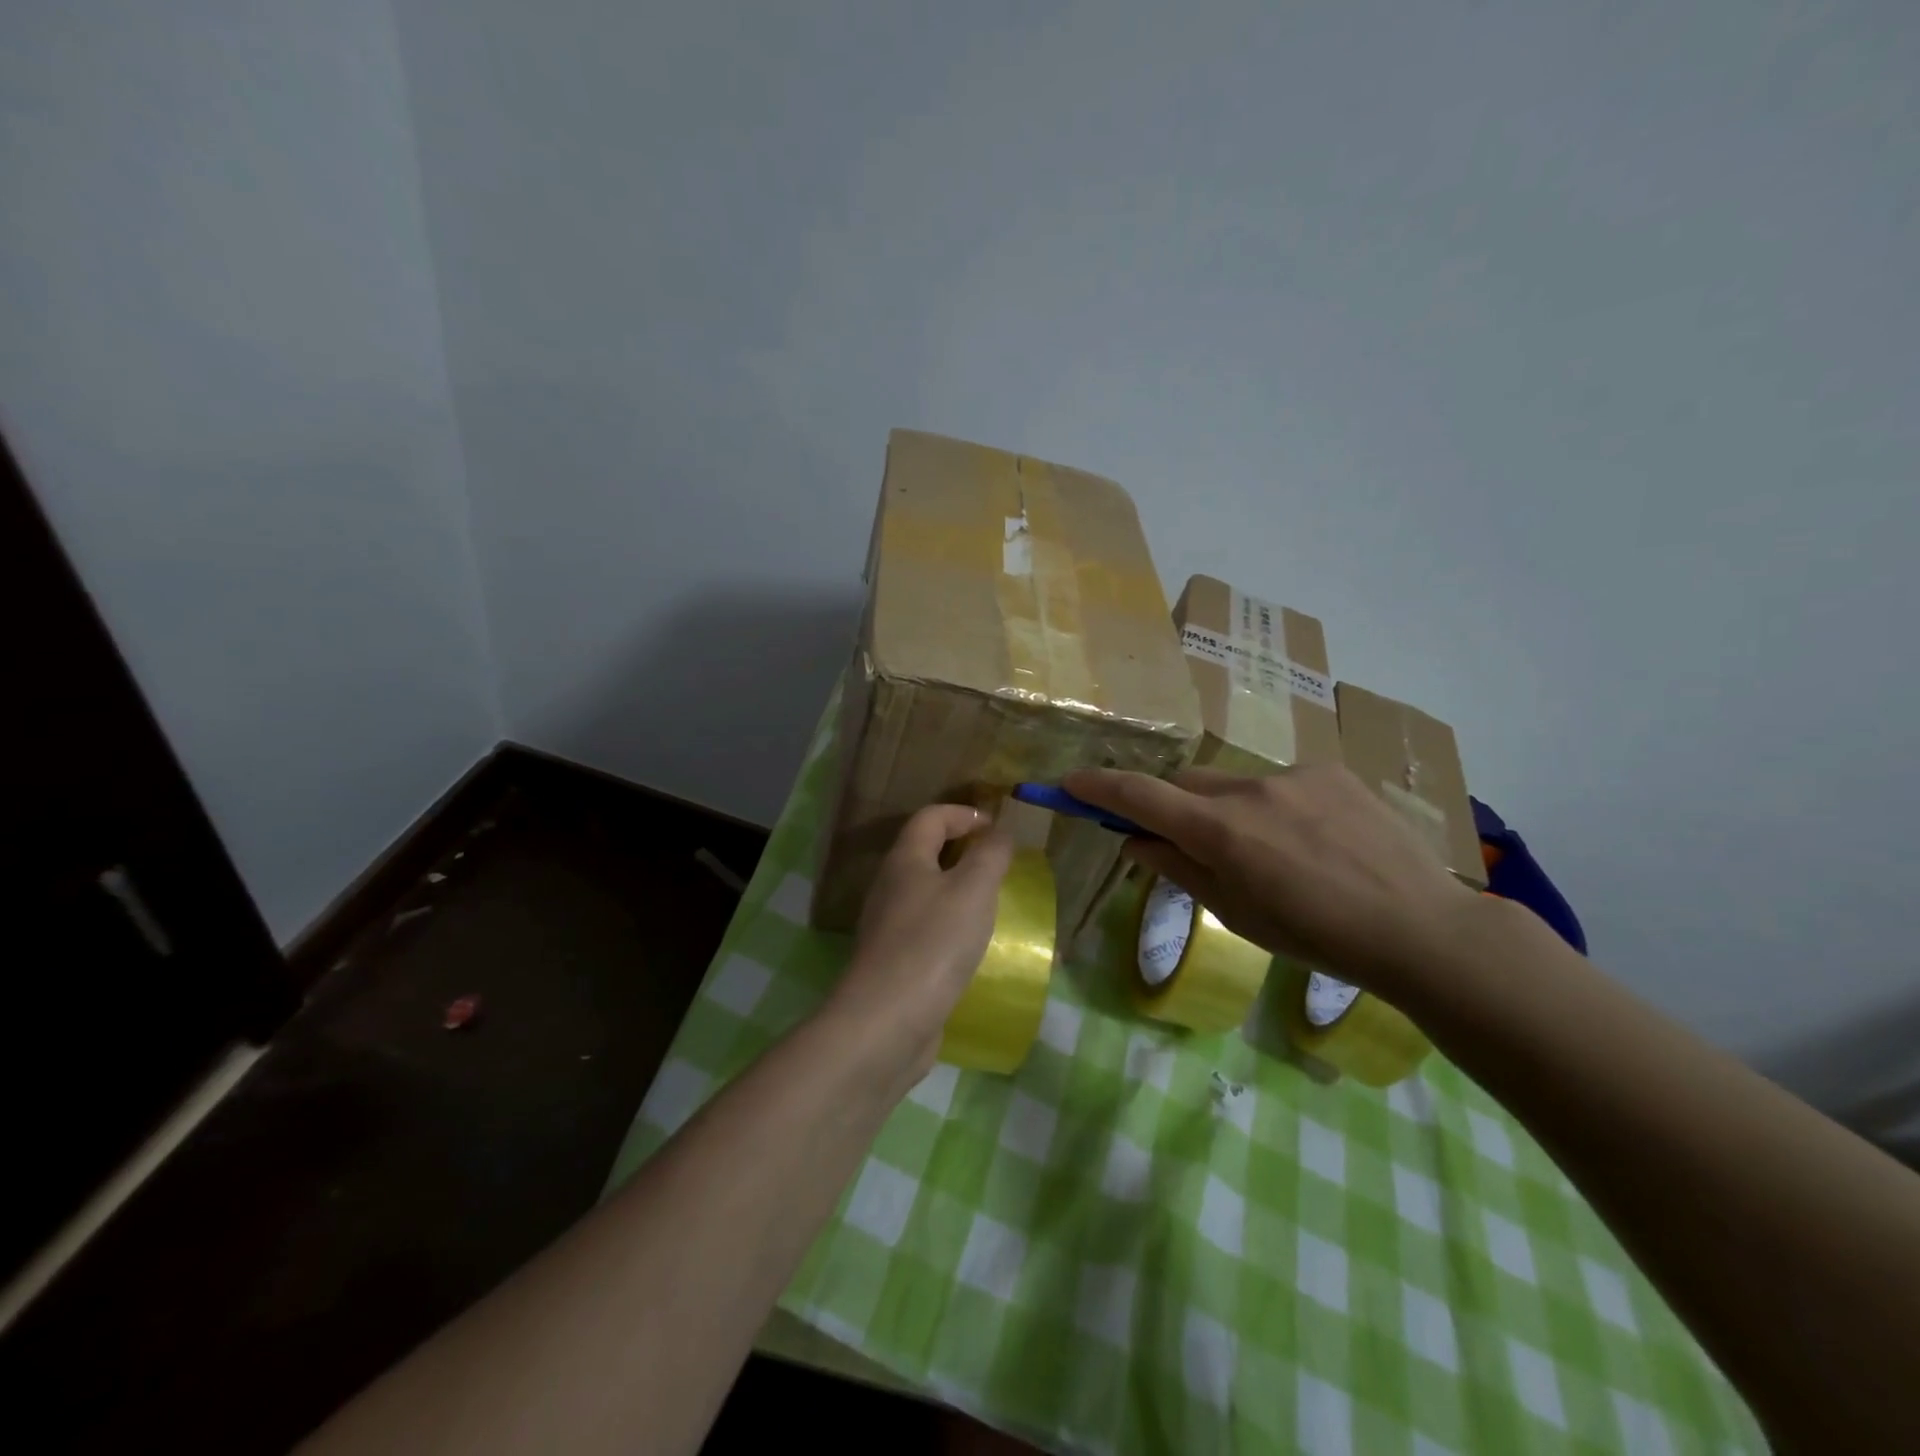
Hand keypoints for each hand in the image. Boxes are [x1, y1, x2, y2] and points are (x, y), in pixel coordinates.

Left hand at [828, 804, 1014, 1084]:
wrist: (887, 1022)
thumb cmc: (933, 944)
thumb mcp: (973, 890)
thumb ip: (990, 855)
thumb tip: (998, 833)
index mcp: (905, 860)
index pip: (930, 817)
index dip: (963, 814)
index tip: (997, 829)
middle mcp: (890, 887)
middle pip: (925, 853)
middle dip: (964, 852)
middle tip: (1001, 866)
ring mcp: (889, 927)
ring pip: (927, 894)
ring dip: (960, 892)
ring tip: (994, 906)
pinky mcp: (895, 962)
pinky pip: (928, 930)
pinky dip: (953, 927)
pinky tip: (974, 948)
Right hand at [1064, 764, 1478, 998]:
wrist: (1420, 927)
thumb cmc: (1316, 936)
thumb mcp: (1236, 913)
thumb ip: (1178, 869)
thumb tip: (1135, 841)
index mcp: (1221, 831)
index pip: (1140, 796)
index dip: (1098, 787)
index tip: (1068, 784)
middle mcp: (1249, 790)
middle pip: (1185, 783)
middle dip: (1173, 805)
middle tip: (1186, 840)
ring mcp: (1293, 774)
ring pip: (1234, 784)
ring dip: (1230, 810)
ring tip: (1273, 852)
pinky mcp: (1330, 770)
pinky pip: (1280, 782)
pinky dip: (1275, 806)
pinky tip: (1313, 839)